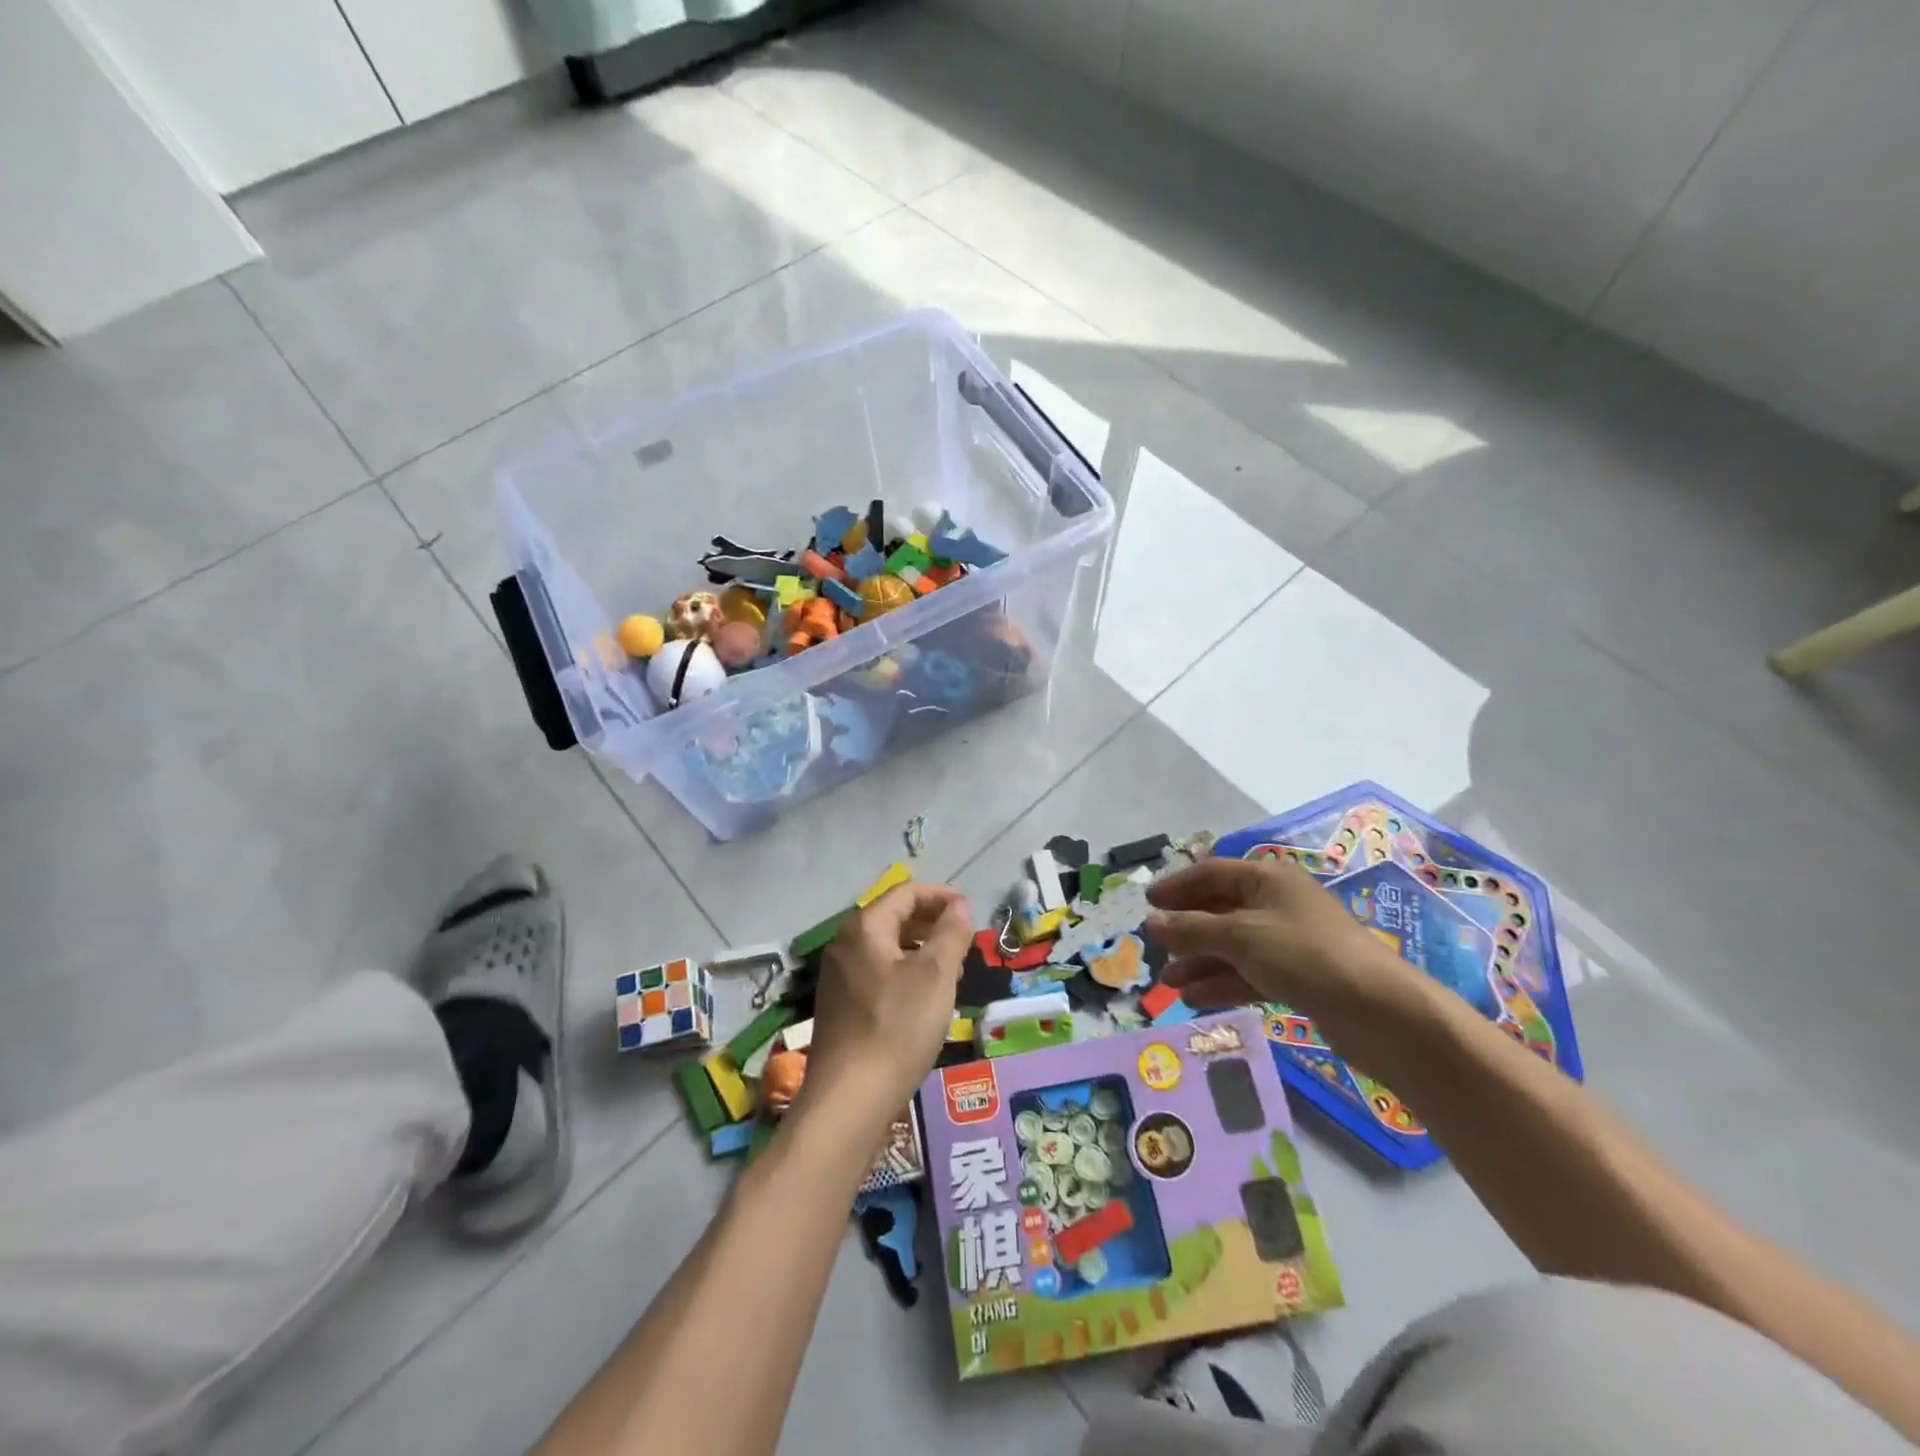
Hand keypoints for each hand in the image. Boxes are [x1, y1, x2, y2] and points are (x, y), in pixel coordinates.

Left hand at [803, 884, 972, 1128]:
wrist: (850, 1100)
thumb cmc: (897, 1028)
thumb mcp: (935, 976)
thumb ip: (950, 933)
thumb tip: (958, 906)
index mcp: (864, 928)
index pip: (905, 893)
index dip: (941, 897)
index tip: (970, 912)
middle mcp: (845, 945)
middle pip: (894, 918)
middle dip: (932, 924)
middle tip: (965, 943)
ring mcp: (838, 978)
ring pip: (887, 949)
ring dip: (921, 951)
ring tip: (952, 971)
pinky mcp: (841, 1007)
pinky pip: (878, 974)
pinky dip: (905, 973)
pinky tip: (925, 1000)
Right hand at [1144, 856, 1430, 1054]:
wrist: (1380, 1011)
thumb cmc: (1304, 955)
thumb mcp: (1240, 936)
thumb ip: (1191, 929)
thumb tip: (1151, 922)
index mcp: (1267, 878)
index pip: (1211, 873)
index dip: (1177, 887)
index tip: (1147, 905)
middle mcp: (1277, 904)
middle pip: (1220, 910)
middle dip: (1187, 932)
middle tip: (1156, 950)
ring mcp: (1289, 941)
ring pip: (1233, 946)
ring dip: (1200, 962)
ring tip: (1169, 984)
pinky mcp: (1298, 976)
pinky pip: (1249, 972)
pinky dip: (1223, 982)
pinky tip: (1195, 998)